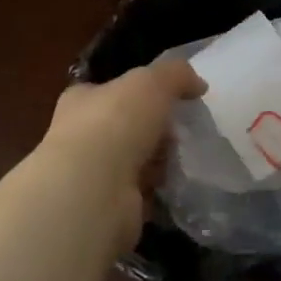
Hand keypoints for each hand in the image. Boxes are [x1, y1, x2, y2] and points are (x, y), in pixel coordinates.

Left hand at [38, 59, 204, 233]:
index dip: (137, 93)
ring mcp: (93, 173)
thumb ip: (177, 75)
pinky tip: (173, 186)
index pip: (109, 91)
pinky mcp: (108, 205)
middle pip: (126, 127)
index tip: (166, 99)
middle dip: (155, 130)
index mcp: (82, 100)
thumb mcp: (152, 81)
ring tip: (178, 160)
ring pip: (135, 160)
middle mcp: (82, 135)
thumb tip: (198, 85)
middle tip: (178, 132)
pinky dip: (158, 190)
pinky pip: (141, 193)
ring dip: (159, 161)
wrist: (94, 189)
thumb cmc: (116, 123)